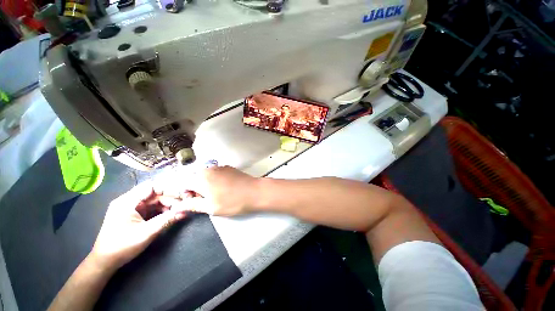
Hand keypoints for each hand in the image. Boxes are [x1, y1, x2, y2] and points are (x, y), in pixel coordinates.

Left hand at [89, 182, 186, 270]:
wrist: (105, 261)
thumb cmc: (123, 246)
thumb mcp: (147, 232)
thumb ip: (167, 220)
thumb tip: (185, 211)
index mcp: (127, 201)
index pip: (151, 186)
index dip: (168, 188)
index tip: (182, 195)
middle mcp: (128, 201)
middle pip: (154, 193)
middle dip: (170, 198)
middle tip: (183, 204)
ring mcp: (131, 207)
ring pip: (154, 200)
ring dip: (167, 204)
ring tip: (178, 211)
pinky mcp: (134, 214)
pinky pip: (151, 207)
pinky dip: (161, 210)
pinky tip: (170, 215)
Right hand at [158, 166, 257, 216]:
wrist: (255, 192)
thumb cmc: (233, 202)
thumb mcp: (211, 207)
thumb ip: (192, 205)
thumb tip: (177, 206)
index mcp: (201, 178)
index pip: (183, 184)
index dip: (186, 194)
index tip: (194, 202)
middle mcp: (208, 169)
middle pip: (194, 178)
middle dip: (196, 189)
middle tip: (207, 200)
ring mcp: (220, 167)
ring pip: (205, 175)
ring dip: (205, 185)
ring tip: (217, 195)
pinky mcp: (228, 168)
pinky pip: (215, 173)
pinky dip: (215, 180)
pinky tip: (225, 188)